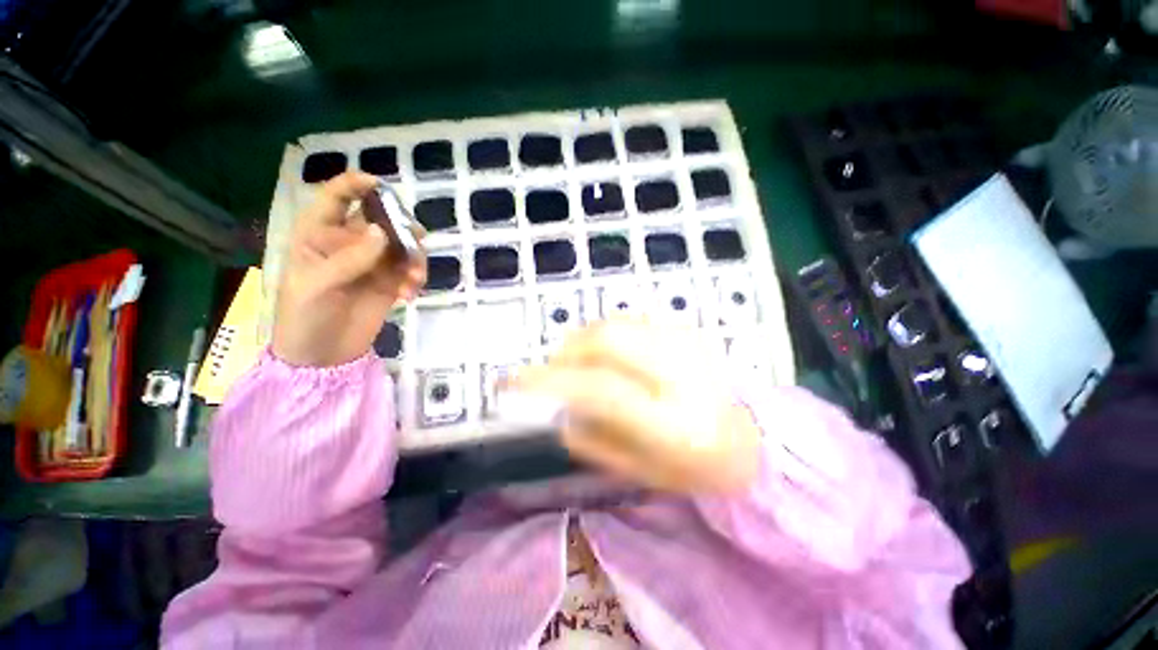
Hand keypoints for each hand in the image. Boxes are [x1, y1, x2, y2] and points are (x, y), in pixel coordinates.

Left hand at [272, 172, 425, 366]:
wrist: (322, 358)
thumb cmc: (304, 317)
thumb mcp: (318, 286)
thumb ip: (351, 258)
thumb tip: (382, 232)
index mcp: (318, 234)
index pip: (336, 198)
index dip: (357, 185)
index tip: (382, 186)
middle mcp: (348, 244)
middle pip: (380, 220)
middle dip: (401, 226)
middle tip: (416, 239)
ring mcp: (371, 264)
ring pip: (401, 246)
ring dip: (414, 258)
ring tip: (413, 279)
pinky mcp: (388, 283)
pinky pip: (409, 271)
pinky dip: (415, 278)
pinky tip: (409, 295)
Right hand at [513, 321, 761, 494]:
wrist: (754, 439)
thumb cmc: (696, 468)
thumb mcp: (640, 473)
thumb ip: (592, 441)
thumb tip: (558, 411)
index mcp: (672, 421)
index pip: (598, 388)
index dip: (549, 380)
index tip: (511, 381)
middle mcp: (681, 373)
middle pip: (606, 339)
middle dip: (566, 350)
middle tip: (553, 370)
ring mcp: (687, 344)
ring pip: (617, 322)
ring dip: (584, 339)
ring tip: (578, 362)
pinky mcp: (687, 330)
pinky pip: (633, 319)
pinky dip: (606, 331)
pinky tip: (606, 352)